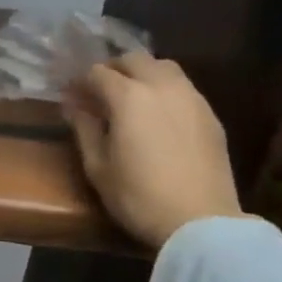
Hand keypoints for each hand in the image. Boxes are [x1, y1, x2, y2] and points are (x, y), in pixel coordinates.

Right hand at [64, 51, 243, 249]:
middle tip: (99, 91)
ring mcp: (192, 99)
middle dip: (113, 69)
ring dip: (143, 74)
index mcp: (128, 96)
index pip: (97, 73)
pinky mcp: (211, 116)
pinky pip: (184, 88)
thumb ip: (84, 129)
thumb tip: (73, 106)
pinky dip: (166, 90)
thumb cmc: (138, 196)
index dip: (79, 81)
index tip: (70, 96)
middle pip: (134, 59)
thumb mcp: (97, 166)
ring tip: (132, 97)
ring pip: (164, 67)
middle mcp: (161, 87)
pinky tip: (159, 115)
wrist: (201, 222)